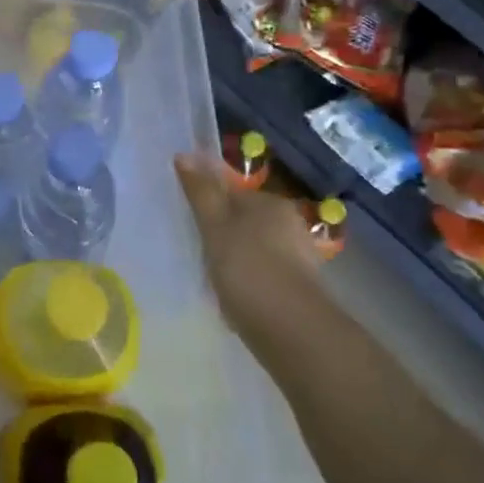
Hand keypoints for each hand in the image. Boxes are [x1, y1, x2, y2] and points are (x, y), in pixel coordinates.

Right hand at [175, 153, 330, 349]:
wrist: (290, 328)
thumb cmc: (248, 267)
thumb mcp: (215, 226)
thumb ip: (200, 192)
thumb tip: (184, 154)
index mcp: (270, 203)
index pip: (233, 192)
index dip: (209, 205)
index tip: (190, 223)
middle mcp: (290, 223)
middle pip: (245, 221)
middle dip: (224, 234)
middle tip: (197, 252)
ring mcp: (298, 257)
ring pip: (255, 248)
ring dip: (235, 259)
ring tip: (212, 278)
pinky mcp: (299, 288)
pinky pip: (264, 275)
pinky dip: (249, 281)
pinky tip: (234, 298)